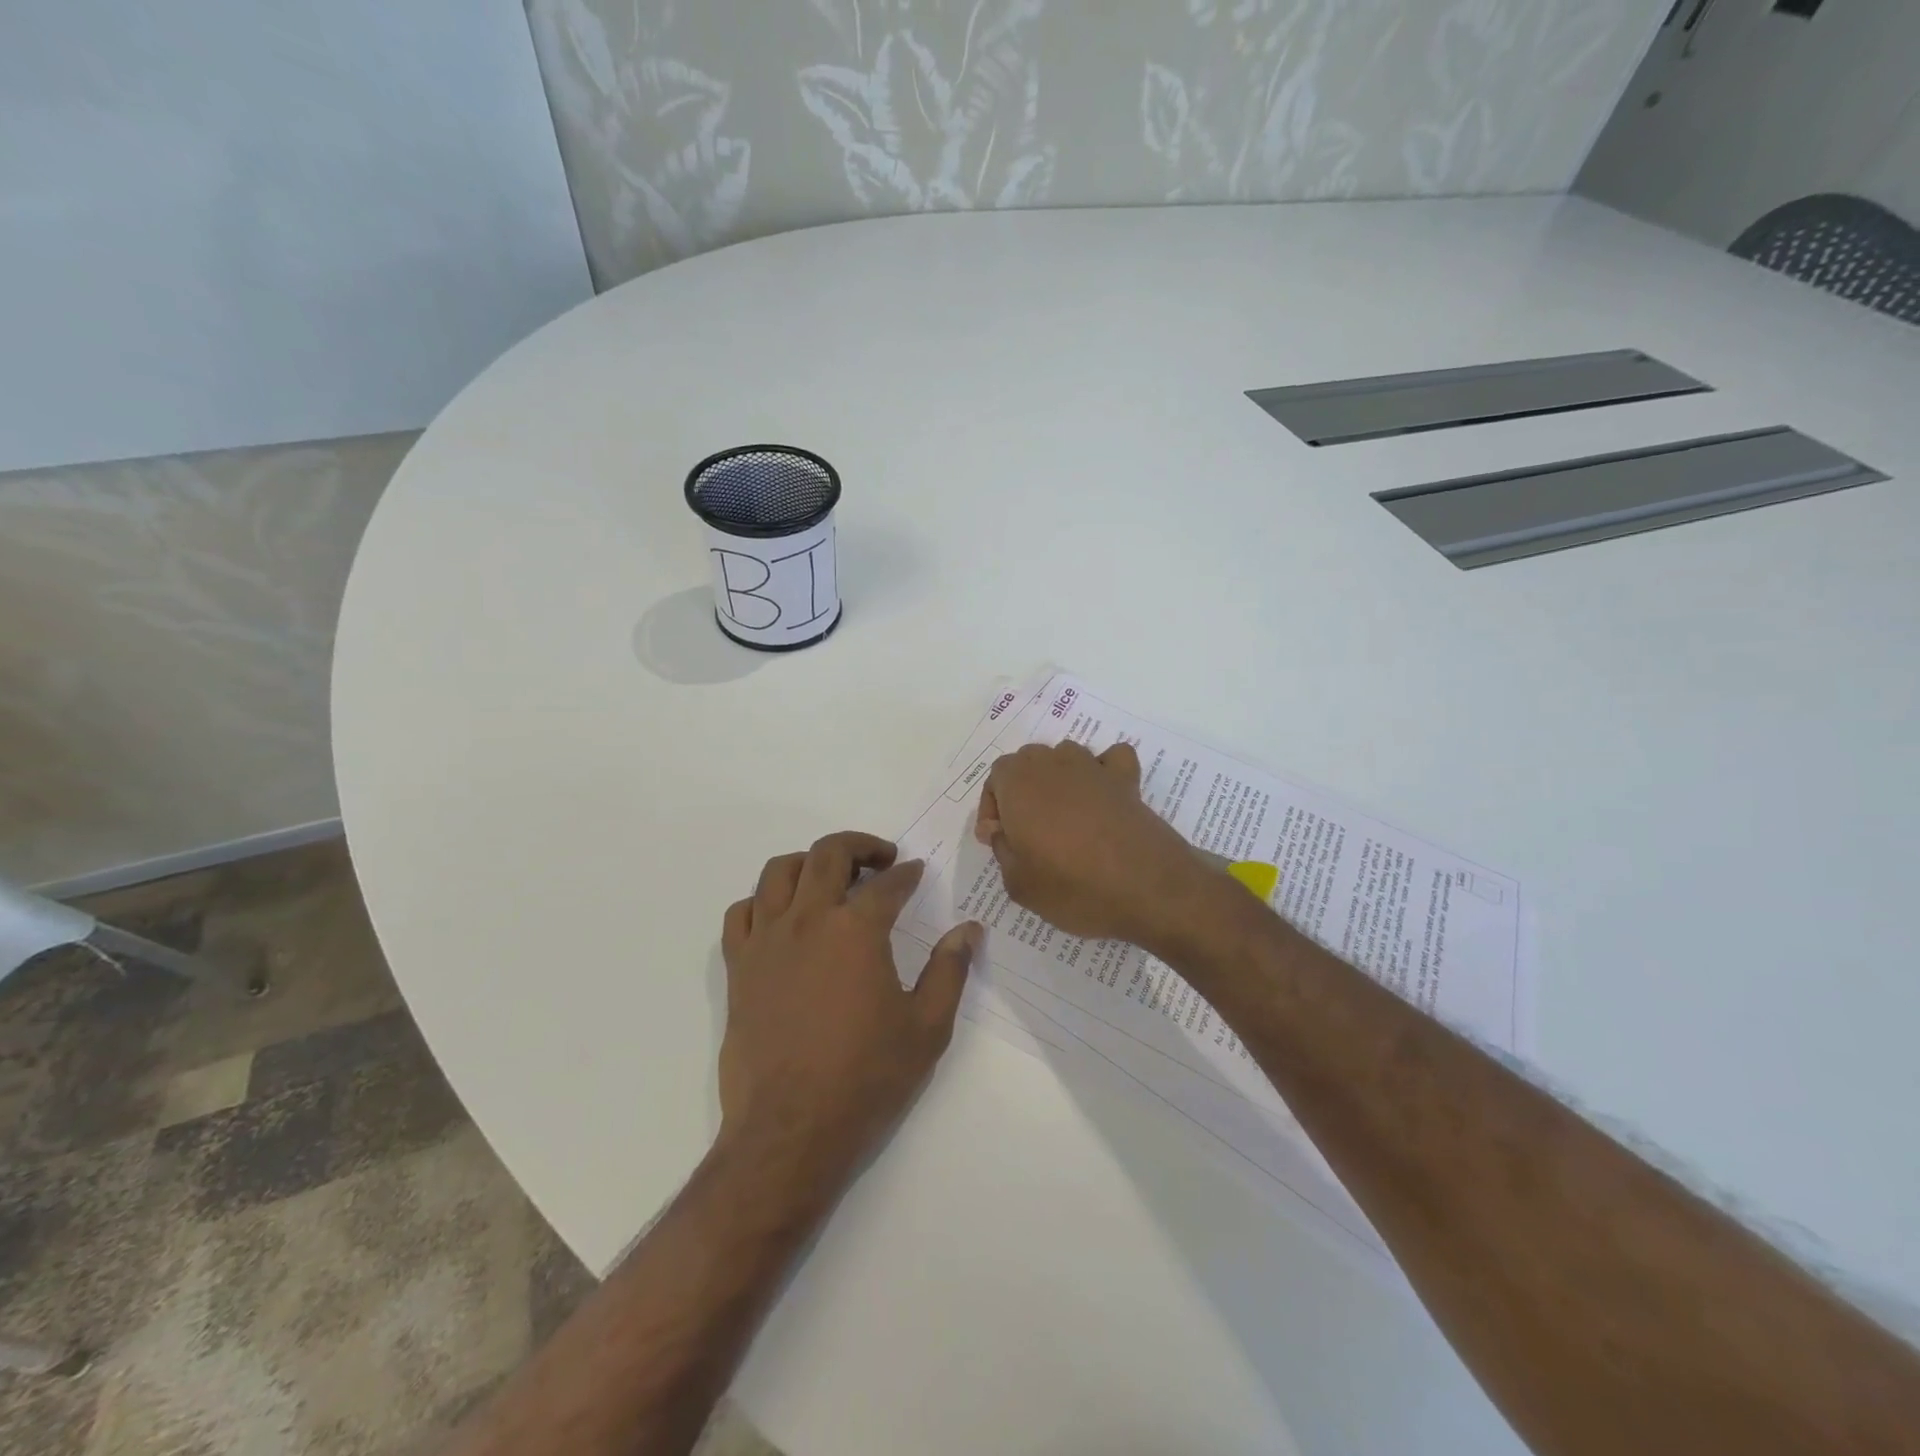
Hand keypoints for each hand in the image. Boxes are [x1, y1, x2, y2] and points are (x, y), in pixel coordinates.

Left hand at [718, 832, 980, 1184]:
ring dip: (809, 862)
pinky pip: (741, 912)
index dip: (907, 874)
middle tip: (881, 860)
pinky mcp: (739, 967)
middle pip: (828, 854)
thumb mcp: (927, 1028)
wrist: (791, 1130)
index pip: (887, 884)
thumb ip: (950, 970)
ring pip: (779, 872)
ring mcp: (766, 941)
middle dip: (860, 847)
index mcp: (857, 930)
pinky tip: (783, 917)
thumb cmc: (866, 1078)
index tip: (916, 872)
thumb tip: (970, 929)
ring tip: (830, 878)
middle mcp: (808, 920)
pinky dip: (763, 901)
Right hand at [975, 741, 1219, 949]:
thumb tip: (1002, 832)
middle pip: (1028, 762)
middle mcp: (1053, 764)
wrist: (1147, 887)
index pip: (995, 777)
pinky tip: (1102, 795)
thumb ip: (1002, 850)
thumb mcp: (1018, 883)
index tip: (998, 839)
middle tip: (1026, 832)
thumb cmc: (1073, 886)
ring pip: (1064, 756)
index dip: (993, 807)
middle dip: (1021, 791)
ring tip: (1062, 817)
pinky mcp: (1127, 780)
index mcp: (1019, 783)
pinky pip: (1110, 759)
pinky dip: (1104, 770)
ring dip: (1057, 779)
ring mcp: (1093, 768)